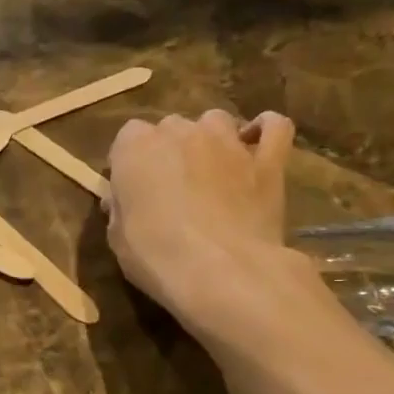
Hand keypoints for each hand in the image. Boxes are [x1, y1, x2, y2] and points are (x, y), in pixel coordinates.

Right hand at [107, 110, 314, 344]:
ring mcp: (228, 142)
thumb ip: (121, 208)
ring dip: (210, 139)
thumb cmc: (157, 255)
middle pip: (171, 127)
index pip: (128, 137)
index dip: (130, 162)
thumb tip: (125, 200)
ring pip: (216, 121)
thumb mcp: (118, 238)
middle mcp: (181, 132)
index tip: (132, 188)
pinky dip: (265, 131)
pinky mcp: (268, 160)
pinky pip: (274, 127)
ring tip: (210, 169)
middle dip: (170, 150)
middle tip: (171, 186)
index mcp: (136, 147)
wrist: (222, 272)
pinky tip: (256, 148)